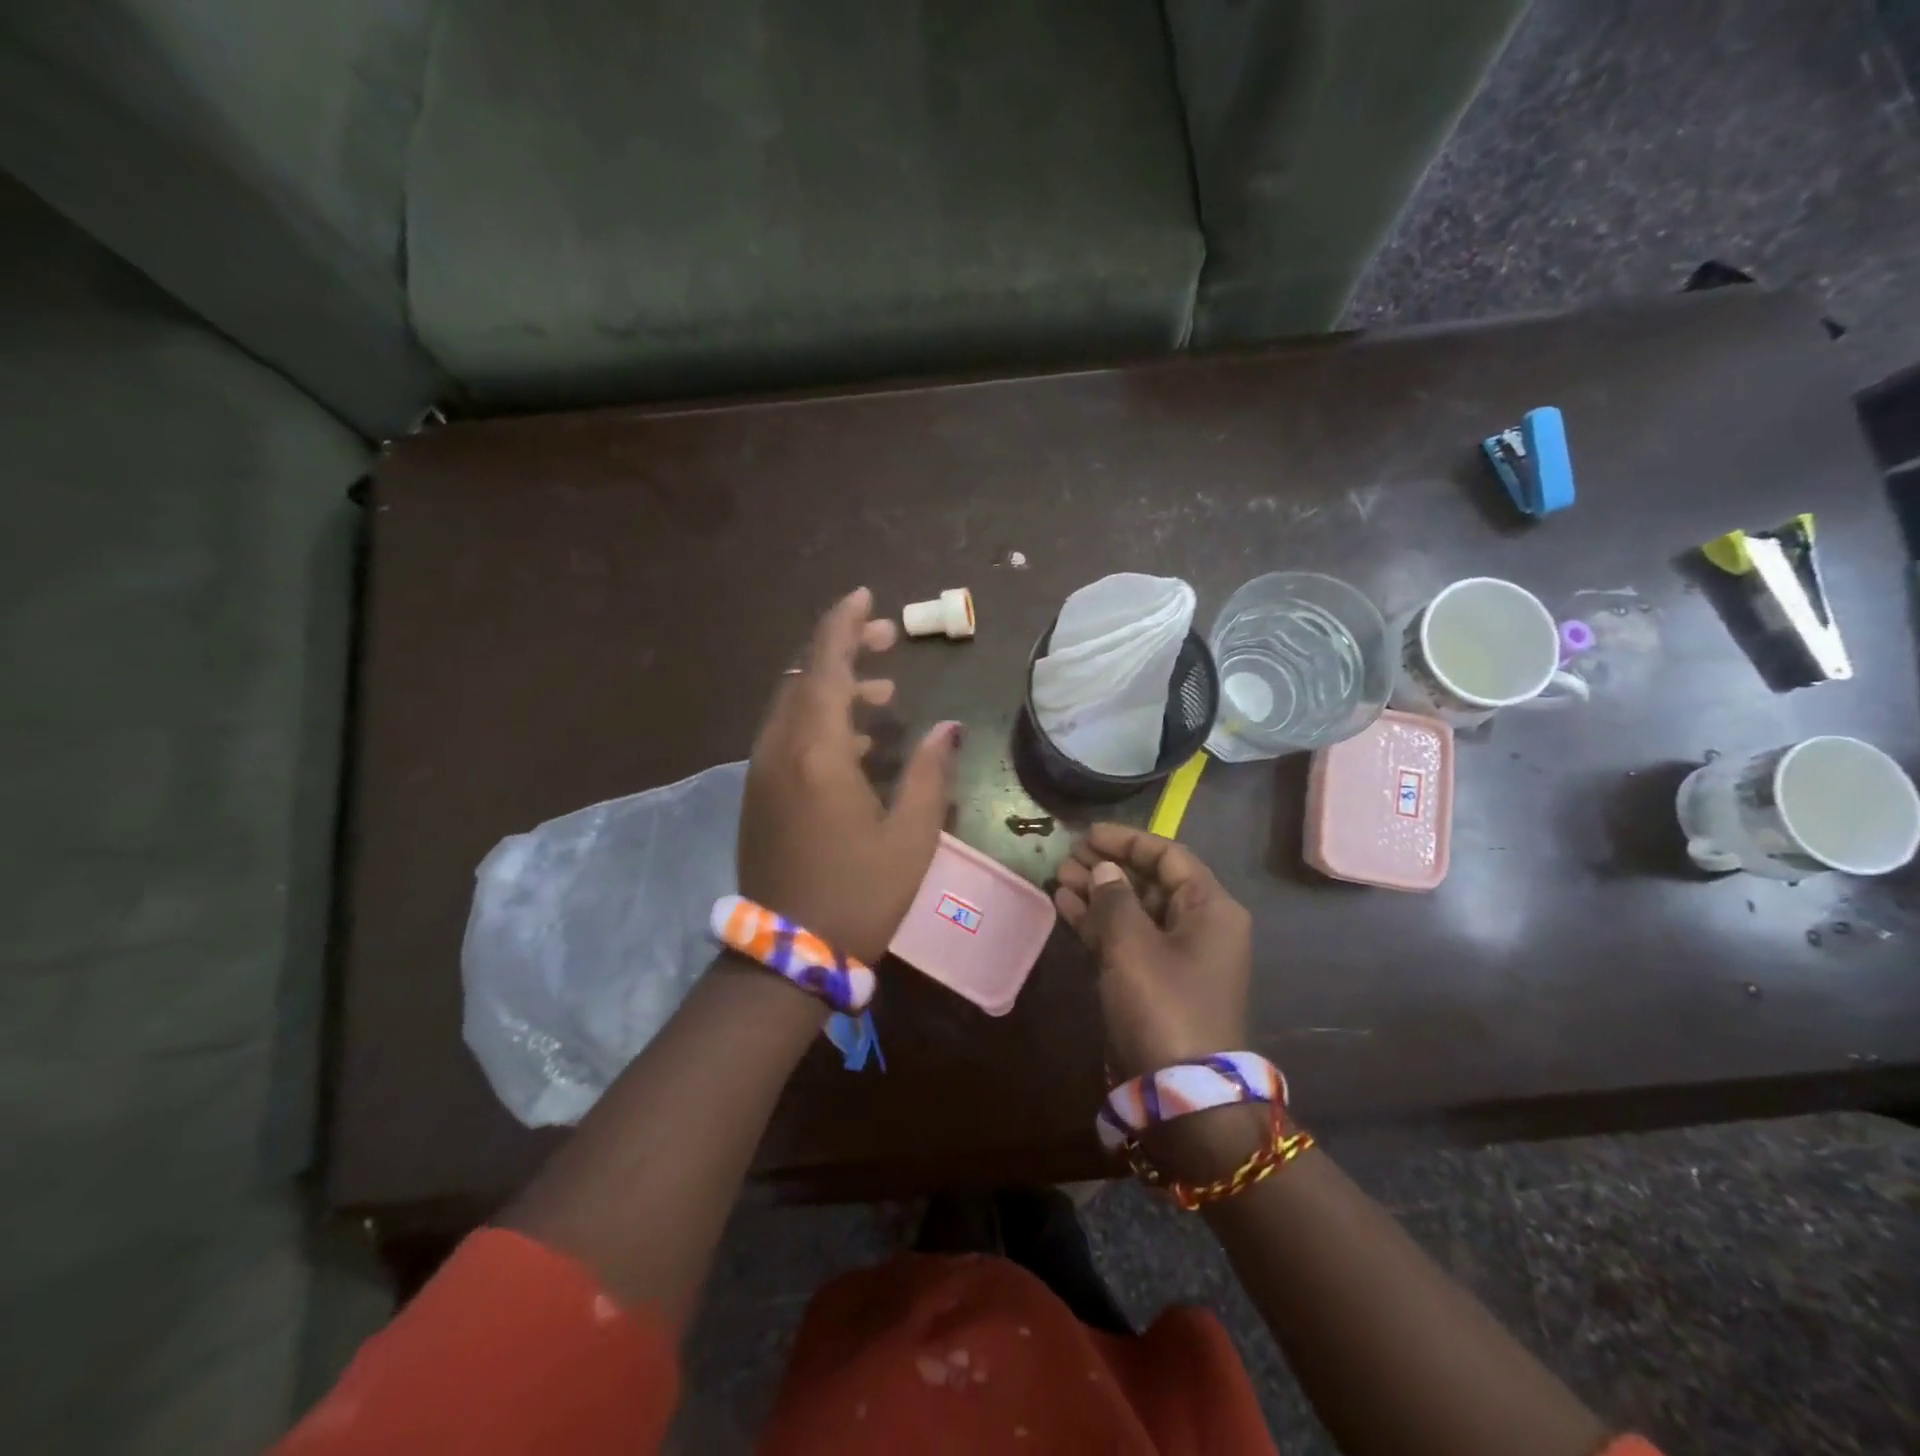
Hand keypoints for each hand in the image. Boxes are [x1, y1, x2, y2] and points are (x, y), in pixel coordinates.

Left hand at [739, 587, 962, 965]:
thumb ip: (931, 772)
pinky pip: (787, 736)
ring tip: (887, 697)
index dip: (844, 623)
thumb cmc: (860, 894)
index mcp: (817, 751)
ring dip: (836, 688)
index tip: (866, 595)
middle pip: (805, 675)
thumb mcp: (911, 835)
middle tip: (891, 640)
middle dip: (846, 649)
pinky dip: (821, 721)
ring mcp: (762, 771)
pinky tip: (859, 744)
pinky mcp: (758, 793)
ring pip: (794, 705)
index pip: (826, 664)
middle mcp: (780, 749)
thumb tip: (950, 727)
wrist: (789, 951)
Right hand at [1053, 824, 1252, 1080]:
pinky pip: (1128, 938)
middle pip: (1151, 881)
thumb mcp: (1133, 945)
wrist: (1182, 1092)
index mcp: (1210, 908)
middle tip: (1067, 857)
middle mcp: (1199, 925)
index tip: (1088, 834)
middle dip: (1108, 867)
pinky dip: (1099, 923)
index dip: (1127, 841)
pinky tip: (1066, 907)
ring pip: (1135, 910)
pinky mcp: (1157, 981)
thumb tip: (1103, 870)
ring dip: (1099, 893)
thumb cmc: (1163, 1005)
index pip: (1168, 855)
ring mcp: (1178, 955)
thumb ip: (1114, 898)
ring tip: (1059, 878)